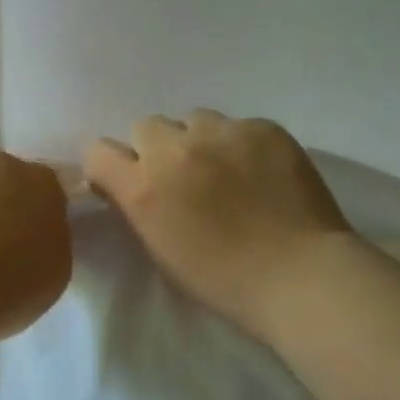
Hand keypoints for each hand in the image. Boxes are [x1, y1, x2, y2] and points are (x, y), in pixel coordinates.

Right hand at [83, 112, 350, 338]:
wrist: (300, 276)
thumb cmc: (223, 279)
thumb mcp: (160, 249)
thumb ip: (138, 206)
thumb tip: (130, 184)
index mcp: (143, 187)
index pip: (98, 151)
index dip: (110, 165)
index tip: (125, 180)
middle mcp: (174, 149)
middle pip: (146, 126)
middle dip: (156, 148)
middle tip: (182, 176)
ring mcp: (221, 133)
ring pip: (194, 120)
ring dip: (199, 140)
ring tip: (225, 169)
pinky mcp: (263, 128)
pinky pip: (238, 126)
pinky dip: (242, 144)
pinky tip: (261, 173)